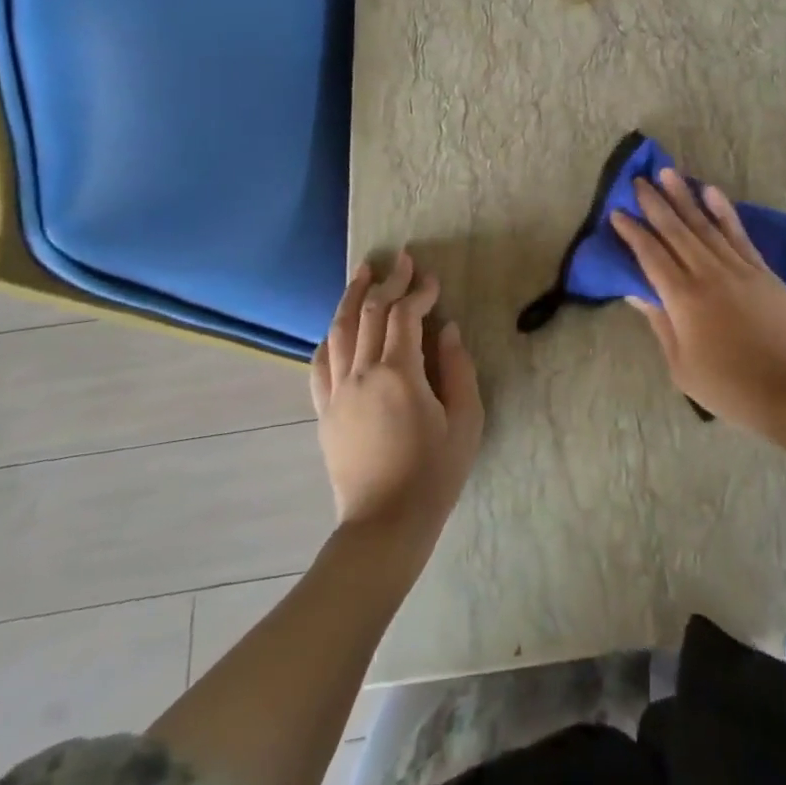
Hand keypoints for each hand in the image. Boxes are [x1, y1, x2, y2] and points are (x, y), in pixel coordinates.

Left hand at [312, 251, 482, 547]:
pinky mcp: (324, 411)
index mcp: (399, 374)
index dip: (419, 291)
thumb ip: (458, 369)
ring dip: (352, 296)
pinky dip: (330, 336)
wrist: (385, 524)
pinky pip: (320, 363)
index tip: (433, 279)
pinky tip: (338, 325)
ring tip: (363, 272)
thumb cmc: (434, 473)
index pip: (405, 316)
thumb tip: (447, 330)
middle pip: (370, 313)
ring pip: (339, 330)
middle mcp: (361, 374)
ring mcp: (337, 392)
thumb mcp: (465, 420)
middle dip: (388, 281)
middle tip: (401, 259)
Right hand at [610, 168, 785, 433]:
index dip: (633, 233)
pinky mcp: (761, 270)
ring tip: (668, 173)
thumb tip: (635, 291)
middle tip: (638, 181)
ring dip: (685, 197)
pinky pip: (739, 234)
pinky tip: (711, 192)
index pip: (651, 256)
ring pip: (705, 225)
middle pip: (676, 232)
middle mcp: (708, 274)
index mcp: (683, 299)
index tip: (617, 213)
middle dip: (655, 204)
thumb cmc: (726, 385)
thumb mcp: (680, 364)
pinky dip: (724, 211)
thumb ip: (659, 322)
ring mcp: (738, 268)